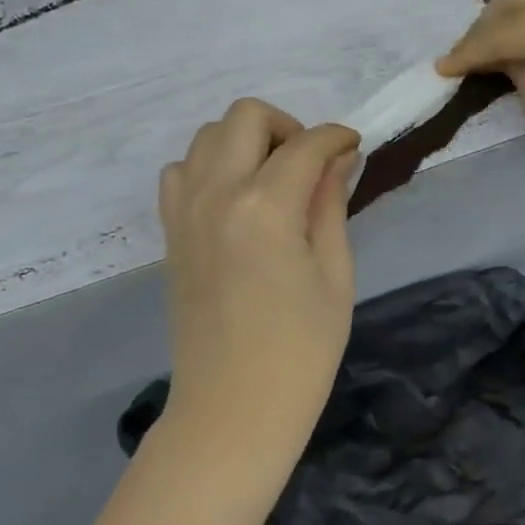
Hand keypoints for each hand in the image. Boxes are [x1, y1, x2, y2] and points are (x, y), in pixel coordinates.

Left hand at [158, 100, 360, 451]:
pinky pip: (181, 171)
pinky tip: (236, 200)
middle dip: (287, 126)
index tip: (353, 147)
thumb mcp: (334, 275)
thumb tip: (339, 160)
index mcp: (264, 206)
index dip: (336, 137)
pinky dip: (209, 167)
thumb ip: (331, 205)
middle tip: (312, 165)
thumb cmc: (301, 351)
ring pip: (207, 136)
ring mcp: (184, 211)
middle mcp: (215, 194)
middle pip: (245, 117)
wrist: (233, 407)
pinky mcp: (170, 232)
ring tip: (274, 180)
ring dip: (245, 142)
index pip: (305, 145)